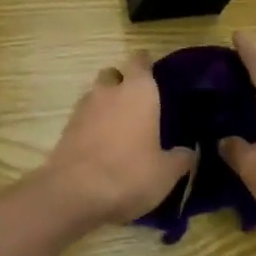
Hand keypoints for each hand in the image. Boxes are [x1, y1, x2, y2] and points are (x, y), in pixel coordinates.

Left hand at [39, 53, 196, 227]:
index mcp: (138, 92)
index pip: (140, 62)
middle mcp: (109, 92)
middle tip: (137, 103)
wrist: (74, 193)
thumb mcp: (166, 173)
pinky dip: (92, 125)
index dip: (146, 64)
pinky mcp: (66, 129)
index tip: (154, 73)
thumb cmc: (129, 174)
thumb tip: (188, 152)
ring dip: (106, 105)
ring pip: (96, 95)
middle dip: (122, 83)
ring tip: (120, 128)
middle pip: (113, 74)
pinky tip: (103, 145)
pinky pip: (83, 118)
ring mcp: (83, 108)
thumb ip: (180, 158)